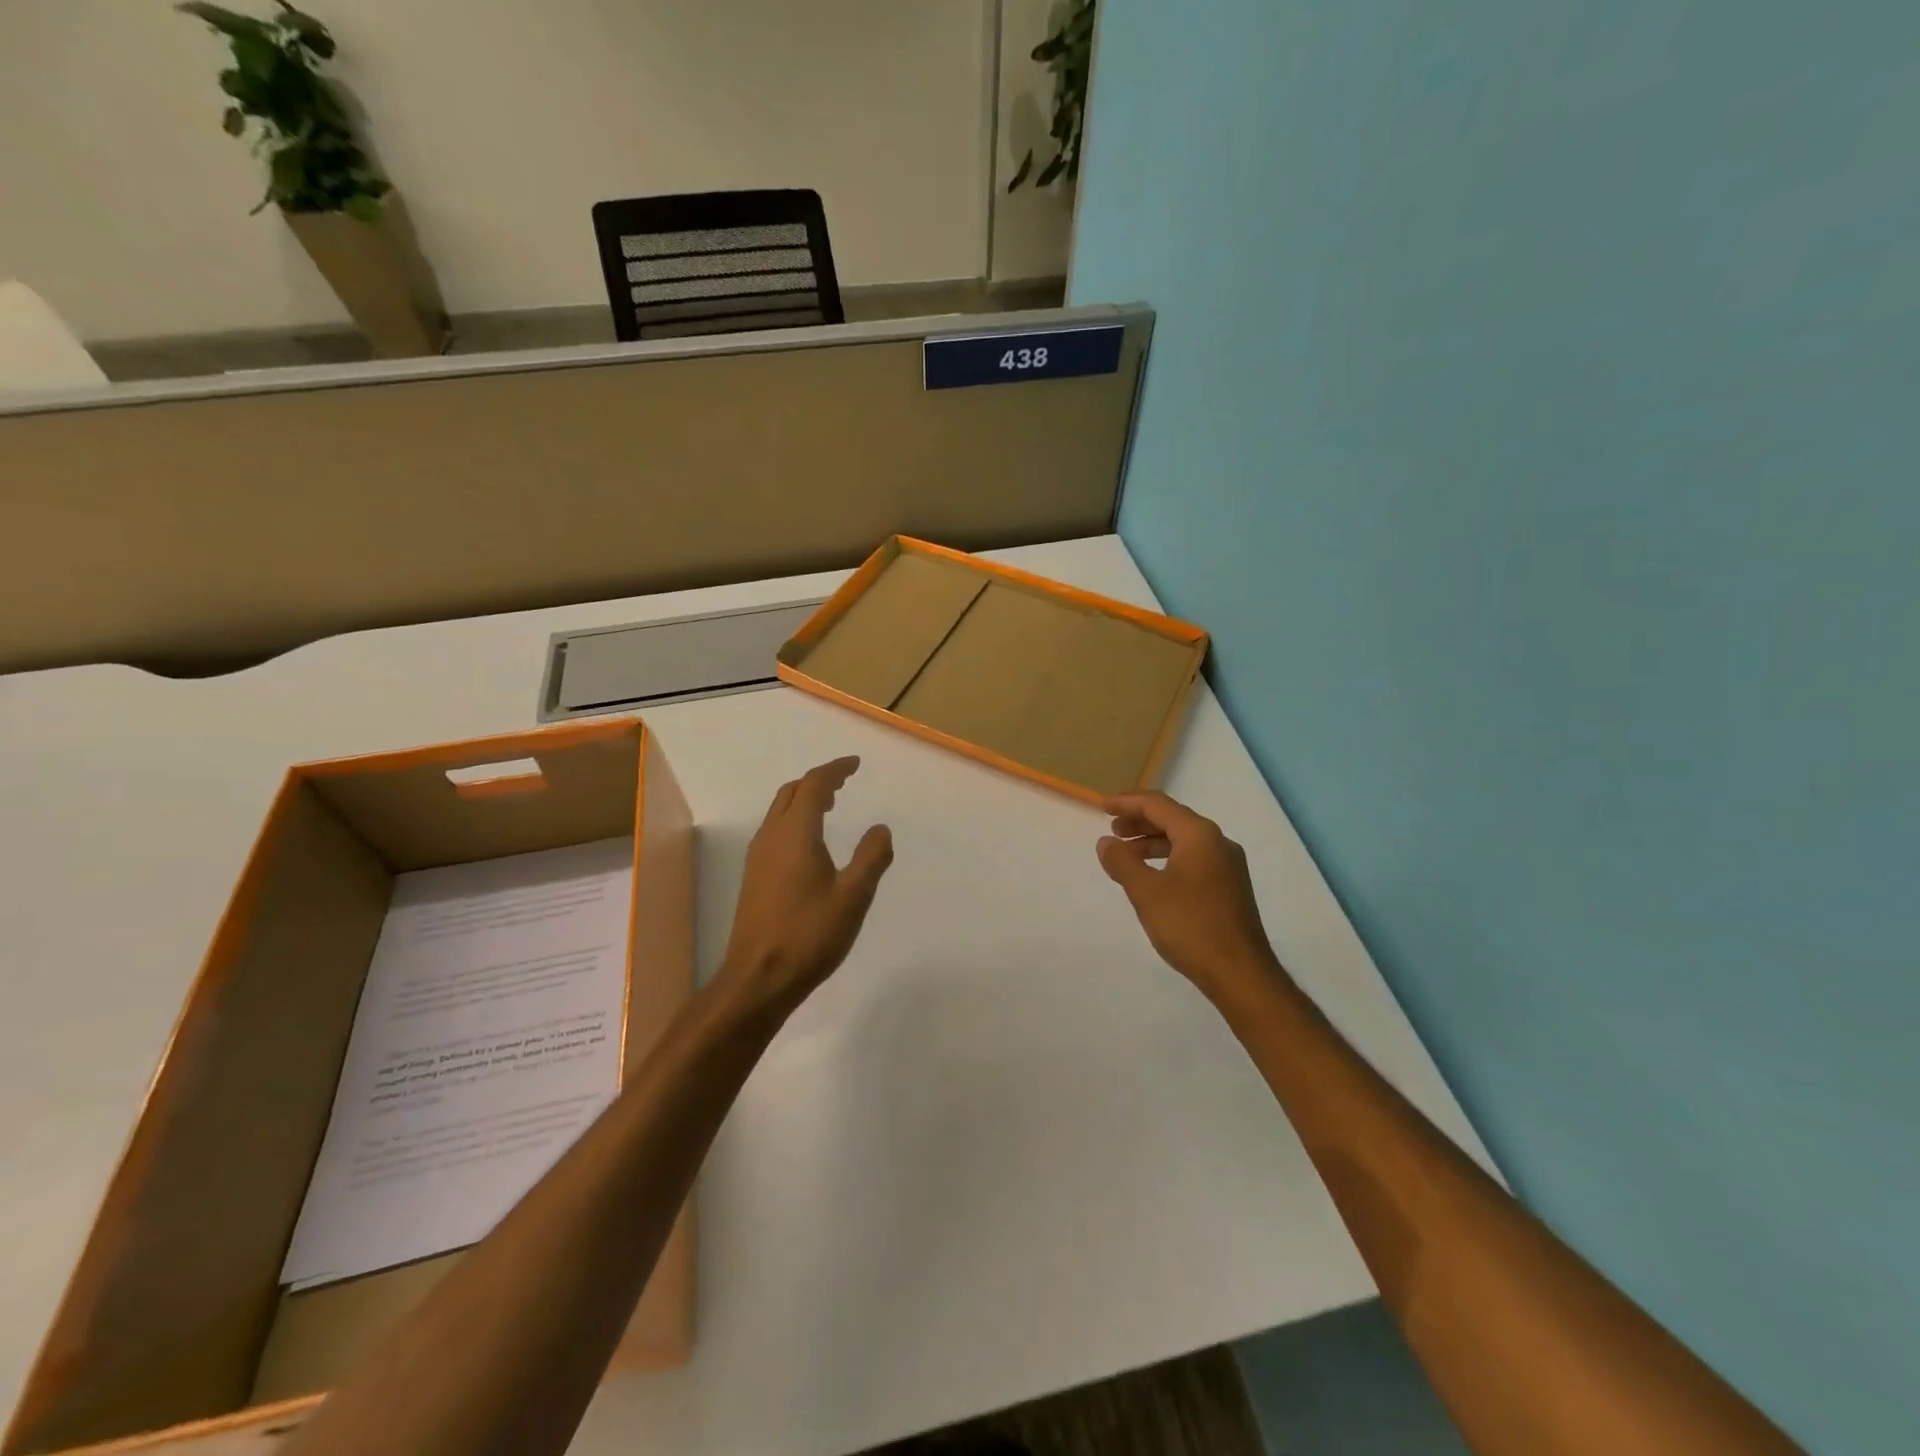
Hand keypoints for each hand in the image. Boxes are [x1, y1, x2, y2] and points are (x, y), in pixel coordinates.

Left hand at [716, 756, 893, 1018]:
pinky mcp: (754, 877)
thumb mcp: (853, 896)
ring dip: (803, 800)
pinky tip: (810, 843)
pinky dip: (795, 820)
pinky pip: (775, 831)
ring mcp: (758, 858)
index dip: (835, 770)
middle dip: (817, 781)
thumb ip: (871, 858)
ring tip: (830, 806)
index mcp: (795, 834)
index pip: (814, 785)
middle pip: (791, 793)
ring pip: (779, 812)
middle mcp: (772, 837)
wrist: (759, 977)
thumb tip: (880, 829)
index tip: (855, 764)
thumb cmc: (810, 934)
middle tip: (843, 782)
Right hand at [1097, 791, 1279, 1004]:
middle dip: (1140, 821)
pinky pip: (1193, 859)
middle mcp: (1218, 843)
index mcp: (1199, 835)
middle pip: (1173, 818)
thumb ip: (1122, 862)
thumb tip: (1106, 842)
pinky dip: (1167, 858)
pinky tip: (1152, 877)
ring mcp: (1227, 866)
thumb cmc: (1190, 926)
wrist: (1240, 973)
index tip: (1103, 808)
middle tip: (1112, 830)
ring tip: (1126, 854)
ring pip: (1183, 840)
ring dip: (1152, 841)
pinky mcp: (1229, 887)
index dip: (1128, 803)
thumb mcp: (1146, 892)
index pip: (1158, 805)